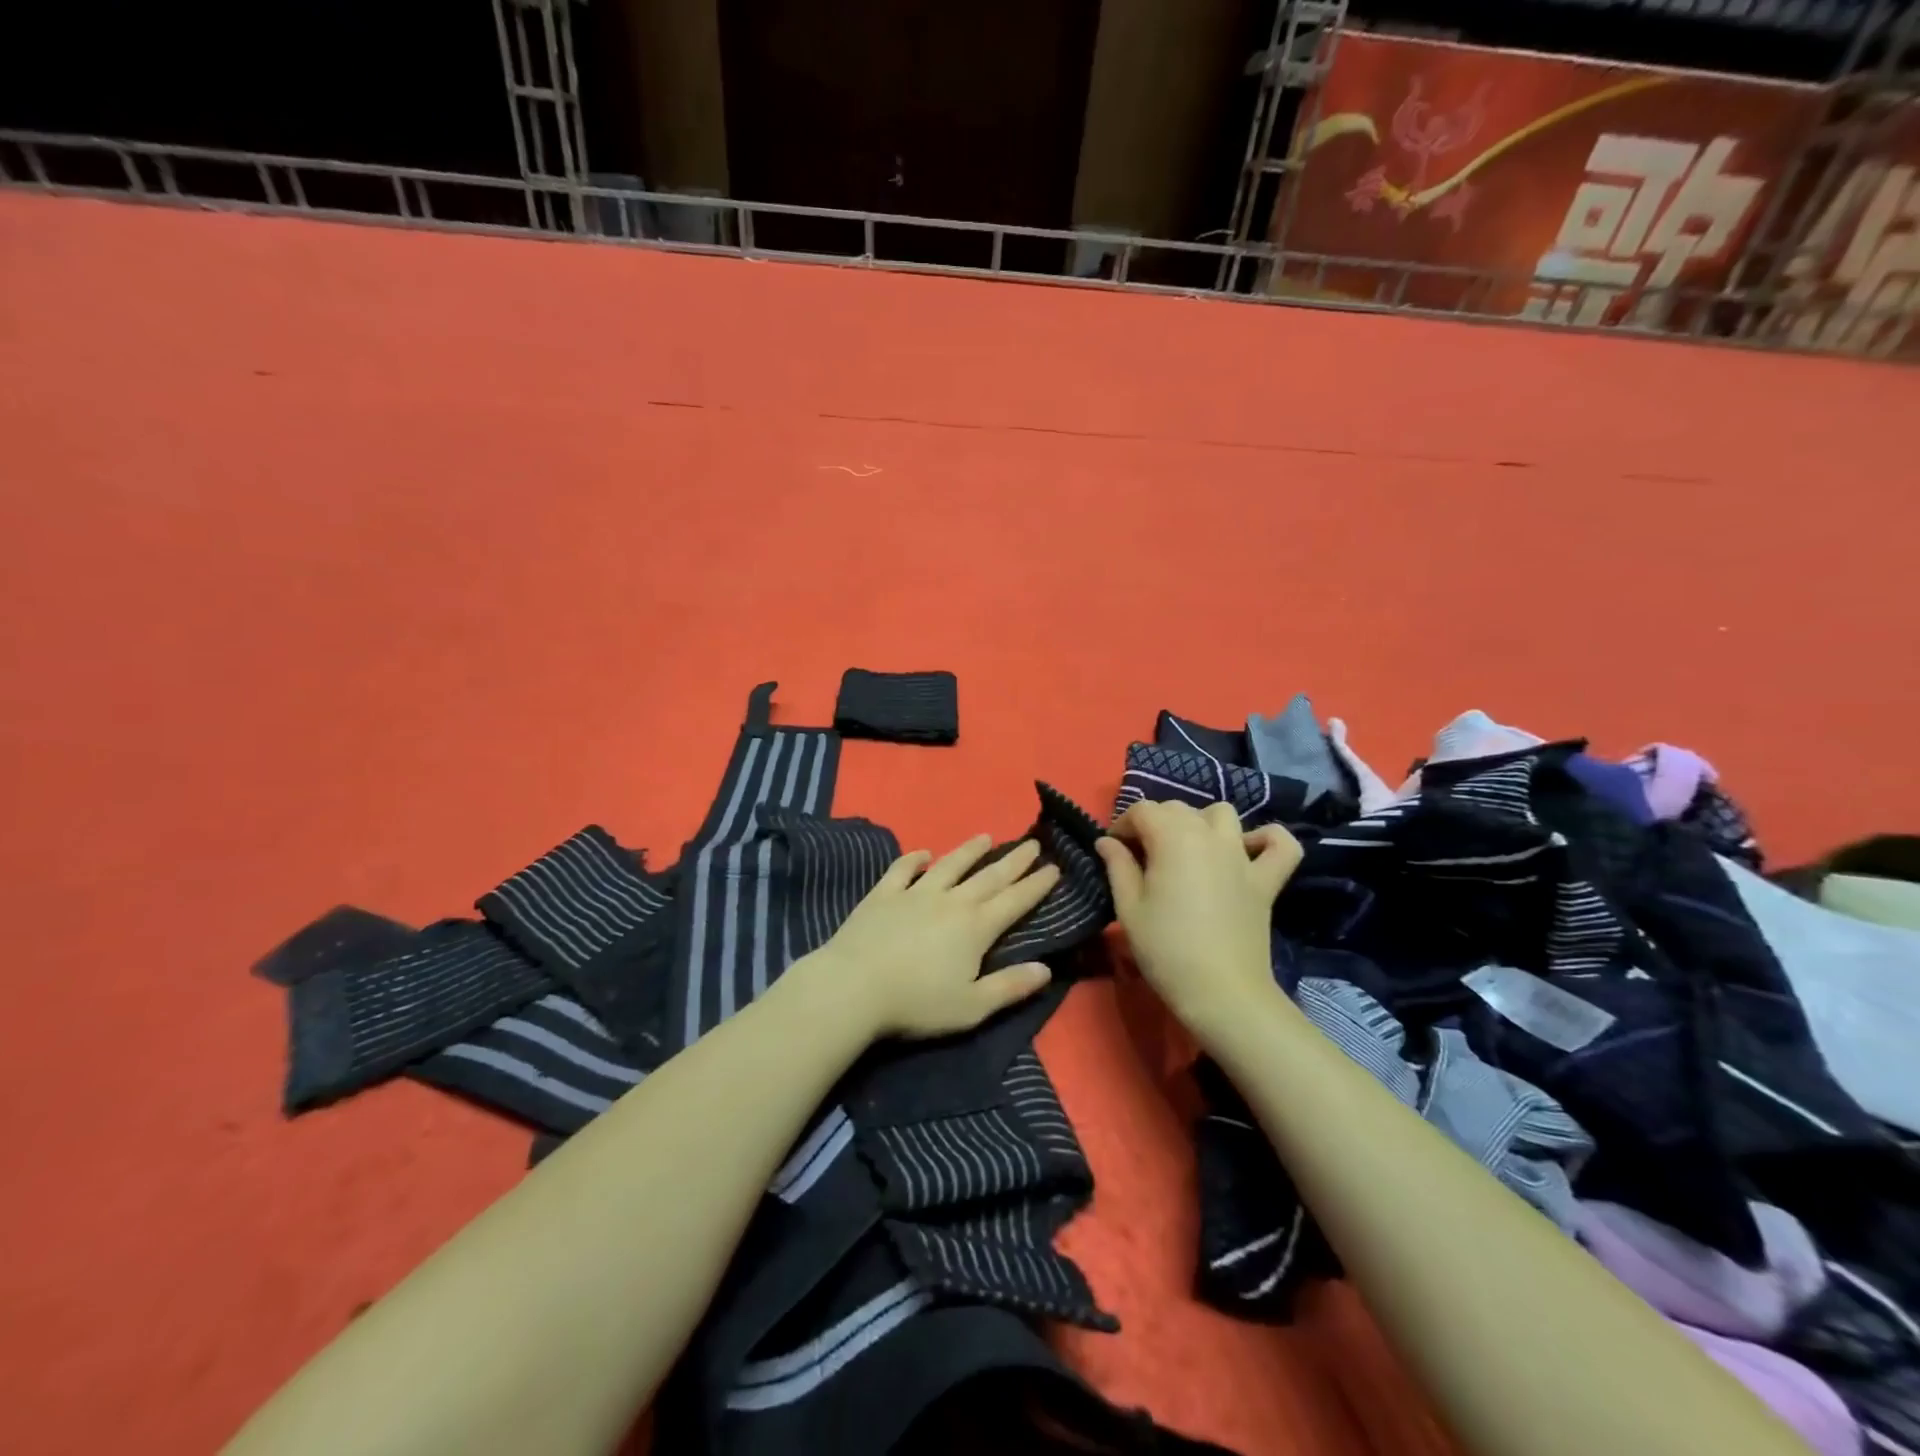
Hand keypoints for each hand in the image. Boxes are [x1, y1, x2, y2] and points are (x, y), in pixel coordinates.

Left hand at [805, 834, 1059, 1039]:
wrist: (854, 987)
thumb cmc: (917, 1003)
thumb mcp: (972, 1006)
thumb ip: (1010, 987)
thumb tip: (1047, 968)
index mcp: (975, 927)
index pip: (1015, 901)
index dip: (1037, 885)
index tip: (1054, 867)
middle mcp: (950, 901)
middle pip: (988, 877)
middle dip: (1014, 861)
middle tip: (1032, 844)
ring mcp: (915, 893)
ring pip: (949, 865)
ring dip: (969, 850)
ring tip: (985, 836)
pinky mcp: (883, 894)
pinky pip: (903, 870)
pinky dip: (914, 859)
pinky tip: (922, 853)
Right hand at [1095, 801, 1301, 1036]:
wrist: (1221, 992)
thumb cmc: (1165, 949)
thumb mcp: (1128, 908)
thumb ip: (1117, 866)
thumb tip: (1107, 841)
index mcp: (1172, 837)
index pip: (1142, 810)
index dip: (1123, 825)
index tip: (1114, 850)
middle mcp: (1209, 835)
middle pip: (1178, 808)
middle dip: (1155, 823)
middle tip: (1142, 856)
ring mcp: (1242, 855)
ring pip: (1222, 814)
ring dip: (1202, 822)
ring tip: (1188, 849)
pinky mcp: (1266, 879)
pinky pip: (1279, 843)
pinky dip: (1267, 838)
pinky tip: (1249, 849)